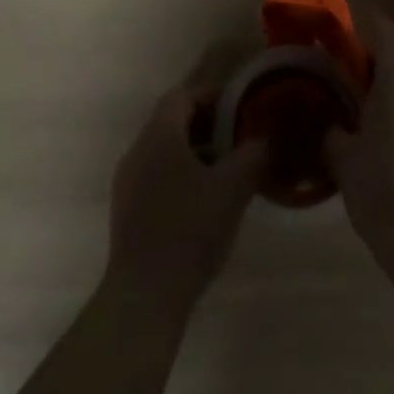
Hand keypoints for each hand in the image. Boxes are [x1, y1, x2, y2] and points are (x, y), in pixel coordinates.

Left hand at [106, 80, 262, 311]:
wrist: (144, 298)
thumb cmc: (189, 229)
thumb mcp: (233, 187)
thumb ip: (254, 155)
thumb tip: (267, 139)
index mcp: (158, 134)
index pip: (182, 95)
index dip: (211, 95)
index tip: (239, 107)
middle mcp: (137, 150)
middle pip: (172, 121)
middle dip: (207, 125)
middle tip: (238, 138)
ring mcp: (127, 184)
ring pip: (164, 151)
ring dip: (195, 153)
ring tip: (227, 172)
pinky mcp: (127, 213)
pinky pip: (156, 177)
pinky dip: (181, 177)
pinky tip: (204, 203)